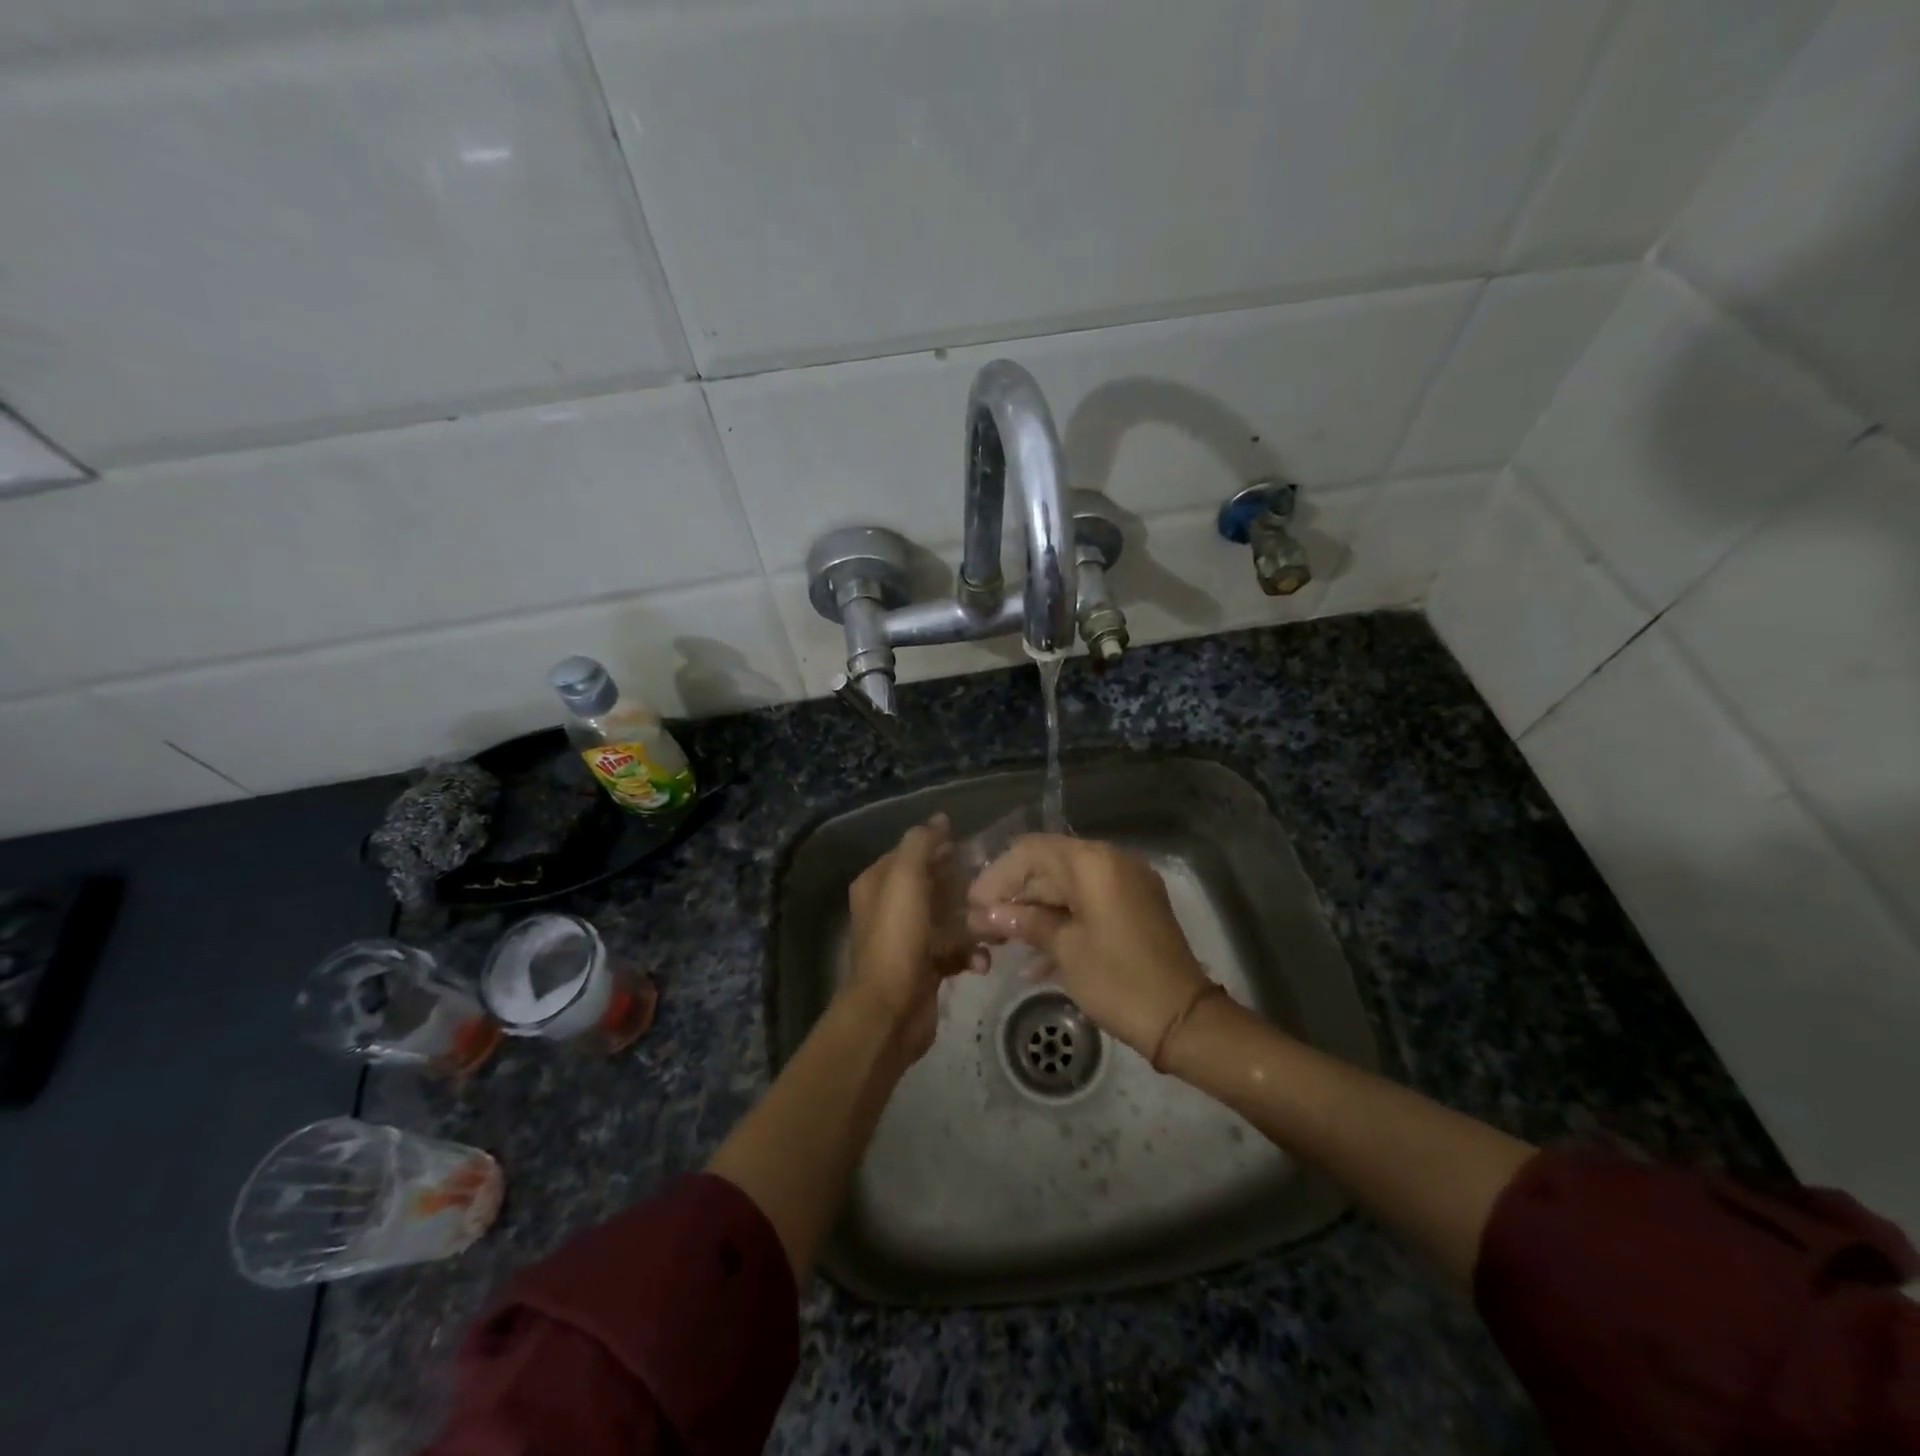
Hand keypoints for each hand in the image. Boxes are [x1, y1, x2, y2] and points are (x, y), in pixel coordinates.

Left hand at [841, 814, 974, 1062]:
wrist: (891, 1010)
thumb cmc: (897, 937)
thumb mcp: (906, 878)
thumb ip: (921, 844)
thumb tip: (939, 819)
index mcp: (878, 883)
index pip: (911, 852)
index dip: (939, 847)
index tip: (972, 848)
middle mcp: (889, 908)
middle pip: (932, 884)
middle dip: (962, 885)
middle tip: (992, 886)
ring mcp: (907, 939)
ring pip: (947, 918)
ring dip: (972, 921)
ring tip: (994, 926)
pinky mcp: (925, 967)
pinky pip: (953, 950)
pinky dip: (970, 953)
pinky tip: (982, 960)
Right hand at [966, 835, 1210, 1057]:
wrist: (1184, 1020)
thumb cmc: (1118, 980)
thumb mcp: (1066, 950)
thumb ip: (1025, 922)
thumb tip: (985, 913)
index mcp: (1094, 863)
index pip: (1031, 851)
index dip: (997, 874)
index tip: (972, 903)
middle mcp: (1112, 862)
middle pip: (1049, 866)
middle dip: (1014, 894)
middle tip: (981, 924)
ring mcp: (1126, 886)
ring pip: (1067, 888)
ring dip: (1034, 911)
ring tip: (999, 941)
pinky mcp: (1133, 910)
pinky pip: (1088, 906)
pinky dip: (1062, 923)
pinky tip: (1033, 961)